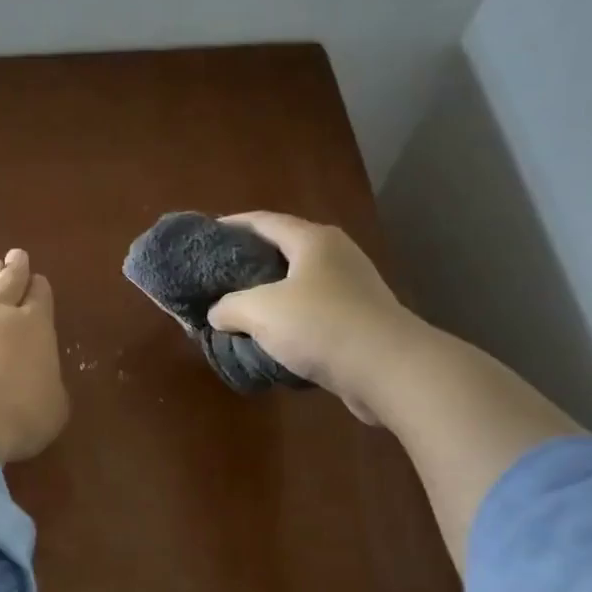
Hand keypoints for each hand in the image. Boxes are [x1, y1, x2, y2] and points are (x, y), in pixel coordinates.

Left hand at [0, 249, 68, 462]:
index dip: (40, 289)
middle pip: (7, 284)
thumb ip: (48, 384)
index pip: (40, 298)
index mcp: (35, 326)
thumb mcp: (53, 405)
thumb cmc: (19, 415)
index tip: (38, 280)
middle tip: (15, 255)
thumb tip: (41, 380)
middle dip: (13, 270)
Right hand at [206, 212, 414, 424]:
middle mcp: (336, 256)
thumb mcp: (260, 312)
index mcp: (312, 240)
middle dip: (248, 264)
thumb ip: (229, 307)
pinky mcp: (359, 321)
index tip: (204, 237)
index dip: (231, 226)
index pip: (263, 221)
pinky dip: (289, 323)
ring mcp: (352, 289)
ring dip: (269, 298)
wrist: (387, 369)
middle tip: (216, 279)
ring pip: (298, 286)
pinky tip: (270, 341)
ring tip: (238, 313)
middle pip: (283, 251)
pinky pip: (313, 314)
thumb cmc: (320, 325)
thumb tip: (217, 313)